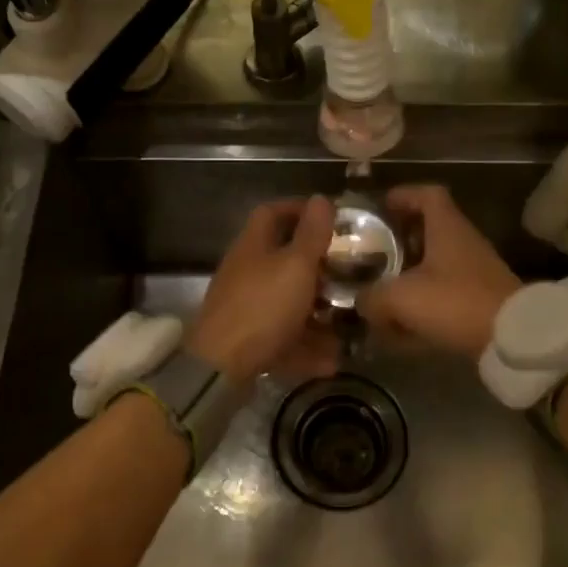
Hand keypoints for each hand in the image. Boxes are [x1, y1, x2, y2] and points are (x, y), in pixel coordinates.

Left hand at [187, 196, 339, 383]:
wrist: (220, 368)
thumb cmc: (263, 307)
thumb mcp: (296, 265)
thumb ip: (312, 234)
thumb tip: (321, 198)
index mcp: (254, 246)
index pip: (273, 213)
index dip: (300, 210)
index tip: (332, 219)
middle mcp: (246, 273)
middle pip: (283, 261)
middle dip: (317, 269)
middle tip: (347, 274)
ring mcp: (245, 309)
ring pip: (287, 303)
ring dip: (317, 313)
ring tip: (347, 323)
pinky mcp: (248, 342)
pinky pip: (283, 338)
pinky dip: (306, 347)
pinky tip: (332, 361)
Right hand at [359, 185, 520, 356]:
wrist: (512, 339)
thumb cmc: (454, 302)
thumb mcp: (401, 298)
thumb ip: (372, 296)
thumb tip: (361, 301)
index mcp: (447, 228)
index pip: (427, 194)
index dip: (403, 196)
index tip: (380, 207)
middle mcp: (463, 243)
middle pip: (428, 230)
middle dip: (399, 241)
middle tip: (372, 253)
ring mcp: (475, 272)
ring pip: (435, 265)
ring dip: (409, 276)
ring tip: (381, 292)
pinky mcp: (480, 300)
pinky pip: (444, 294)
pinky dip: (423, 303)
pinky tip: (403, 324)